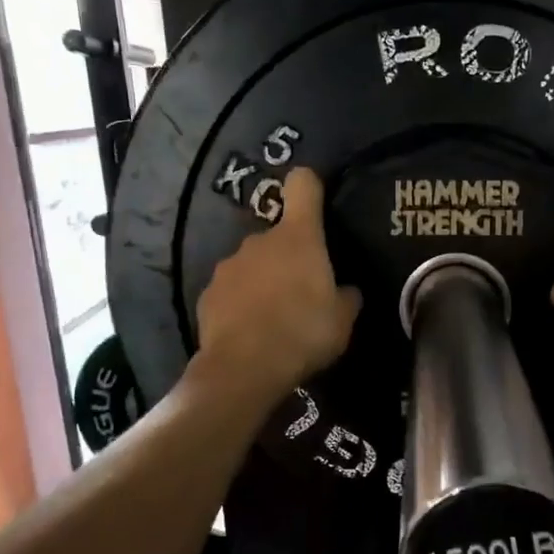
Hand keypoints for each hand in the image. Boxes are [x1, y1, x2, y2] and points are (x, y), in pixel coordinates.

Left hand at [195, 168, 361, 399]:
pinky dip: (241, 303)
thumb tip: (344, 290)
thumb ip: (345, 297)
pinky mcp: (208, 294)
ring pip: (253, 264)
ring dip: (264, 281)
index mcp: (298, 237)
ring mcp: (229, 266)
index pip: (303, 186)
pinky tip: (250, 331)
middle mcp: (259, 241)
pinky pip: (232, 291)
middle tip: (304, 292)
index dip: (310, 187)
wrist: (244, 368)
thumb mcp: (343, 320)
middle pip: (279, 235)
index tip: (316, 199)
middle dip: (290, 257)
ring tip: (275, 317)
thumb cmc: (304, 333)